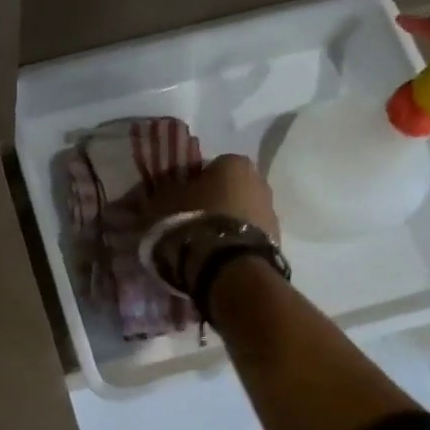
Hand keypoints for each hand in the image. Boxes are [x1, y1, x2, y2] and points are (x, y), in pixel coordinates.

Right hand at [140, 154, 281, 298]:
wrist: (228, 267)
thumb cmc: (191, 223)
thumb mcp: (160, 204)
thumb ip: (160, 196)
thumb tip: (154, 196)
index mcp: (232, 163)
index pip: (207, 169)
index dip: (189, 186)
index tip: (175, 204)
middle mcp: (259, 181)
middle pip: (227, 191)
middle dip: (210, 205)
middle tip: (187, 225)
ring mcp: (271, 212)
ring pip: (239, 215)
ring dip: (223, 226)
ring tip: (200, 247)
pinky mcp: (276, 242)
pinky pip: (247, 237)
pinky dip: (233, 244)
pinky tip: (215, 259)